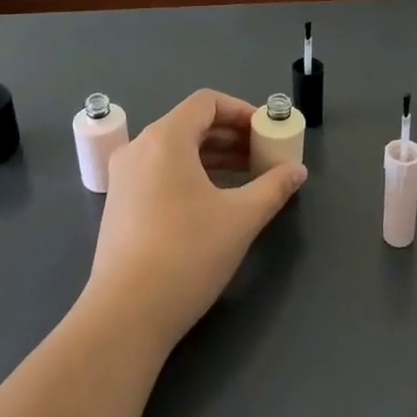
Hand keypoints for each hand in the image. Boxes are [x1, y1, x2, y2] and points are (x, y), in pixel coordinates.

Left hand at [82, 90, 307, 352]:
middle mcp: (139, 148)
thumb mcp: (240, 218)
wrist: (126, 314)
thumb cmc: (187, 254)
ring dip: (213, 157)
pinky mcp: (120, 205)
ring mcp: (124, 178)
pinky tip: (214, 202)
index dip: (241, 111)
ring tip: (247, 178)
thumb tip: (297, 171)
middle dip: (231, 136)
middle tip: (263, 156)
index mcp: (165, 139)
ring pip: (175, 151)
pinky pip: (160, 172)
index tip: (267, 132)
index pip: (206, 102)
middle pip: (191, 124)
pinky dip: (191, 175)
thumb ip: (273, 187)